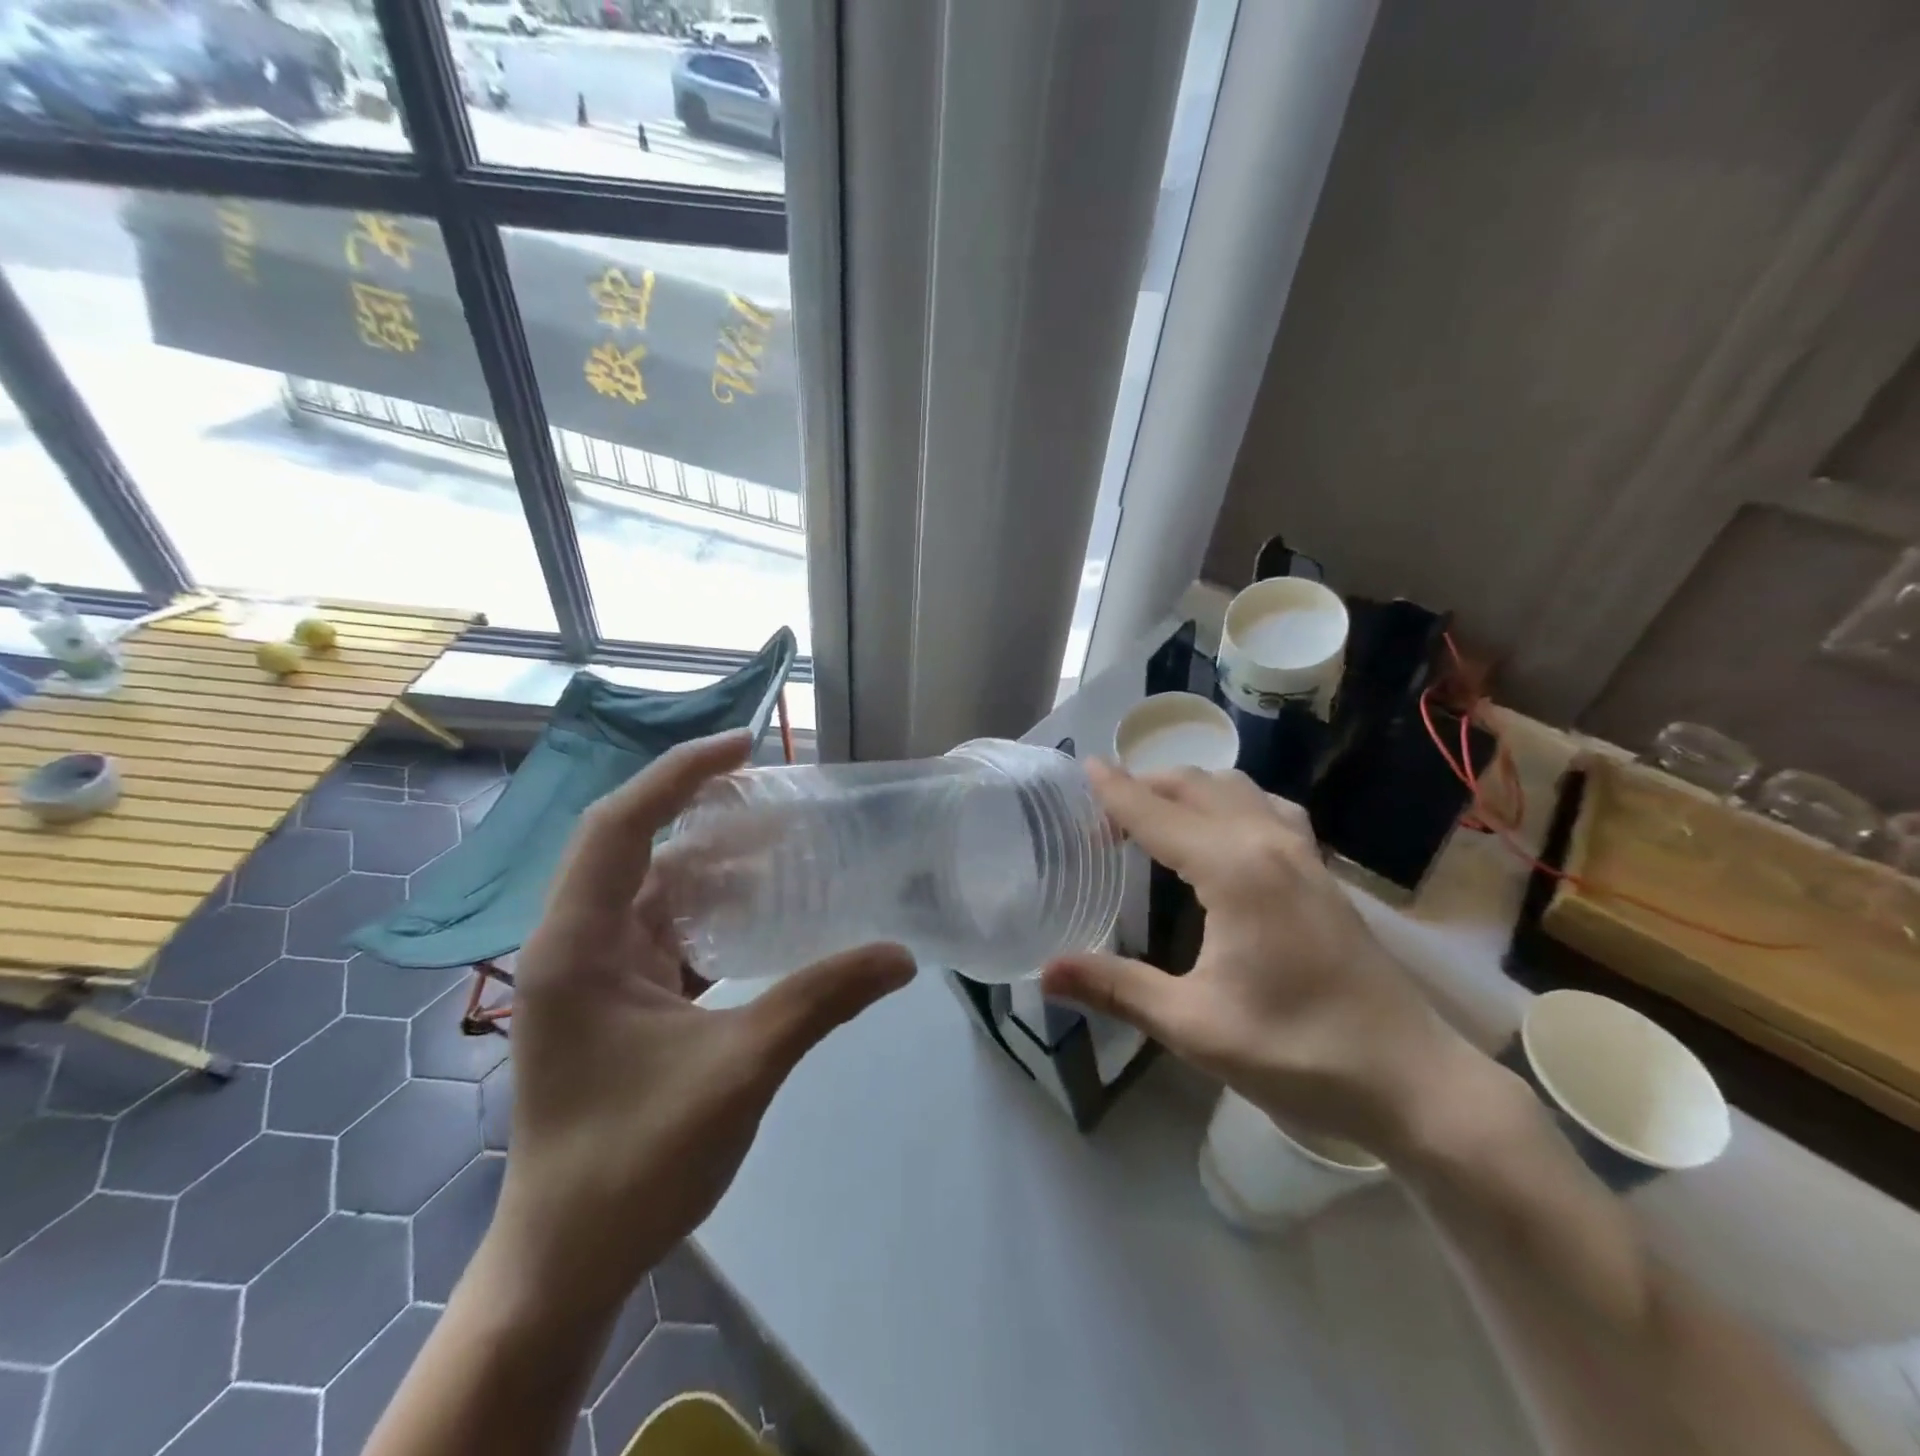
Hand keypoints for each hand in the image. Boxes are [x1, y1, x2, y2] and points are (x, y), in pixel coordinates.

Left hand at [491, 730, 914, 1312]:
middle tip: (777, 792)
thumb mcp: (740, 1070)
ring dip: (710, 862)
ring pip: (652, 890)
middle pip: (634, 846)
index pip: (620, 824)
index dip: (680, 773)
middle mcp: (576, 944)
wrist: (567, 1264)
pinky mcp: (616, 1002)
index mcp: (578, 945)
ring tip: (783, 842)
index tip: (746, 743)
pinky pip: (664, 931)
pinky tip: (762, 912)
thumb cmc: (633, 1162)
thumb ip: (821, 1002)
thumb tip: (902, 956)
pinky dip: (711, 910)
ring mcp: (594, 974)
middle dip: (701, 809)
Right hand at [1042, 761, 1477, 1157]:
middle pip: (1195, 785)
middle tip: (1100, 809)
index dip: (1114, 791)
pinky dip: (1228, 801)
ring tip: (1153, 813)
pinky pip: (1266, 809)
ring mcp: (1303, 854)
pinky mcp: (1322, 871)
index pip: (1156, 813)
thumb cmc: (1298, 1052)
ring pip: (1235, 789)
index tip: (1080, 767)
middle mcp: (1268, 842)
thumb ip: (1116, 988)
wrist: (1411, 1080)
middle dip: (1145, 785)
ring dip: (1188, 788)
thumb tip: (1044, 973)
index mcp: (1233, 869)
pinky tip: (1222, 833)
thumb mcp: (1194, 1026)